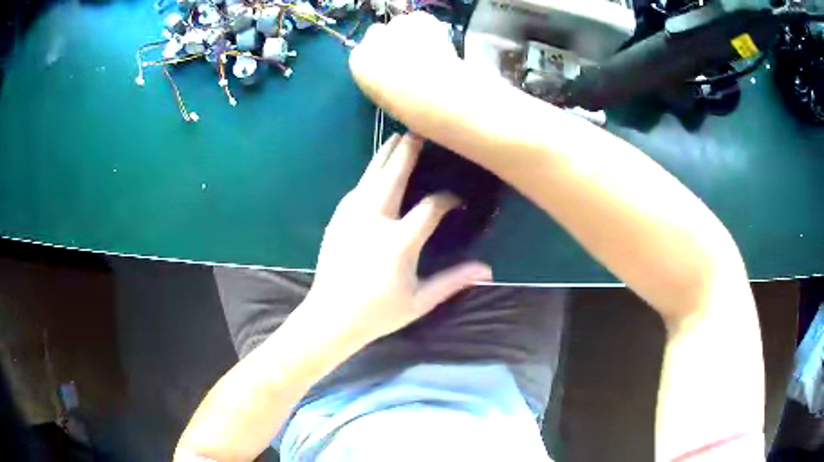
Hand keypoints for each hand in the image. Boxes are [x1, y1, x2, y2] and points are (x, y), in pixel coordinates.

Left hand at [304, 133, 491, 346]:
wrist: (330, 317)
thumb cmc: (378, 313)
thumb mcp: (420, 300)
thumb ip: (453, 281)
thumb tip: (487, 269)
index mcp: (398, 241)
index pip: (431, 207)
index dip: (448, 199)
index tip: (457, 200)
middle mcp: (374, 220)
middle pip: (394, 176)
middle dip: (407, 152)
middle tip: (418, 131)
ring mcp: (351, 217)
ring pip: (371, 176)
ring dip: (385, 156)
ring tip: (395, 139)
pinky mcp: (337, 220)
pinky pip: (356, 190)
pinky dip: (368, 176)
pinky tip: (373, 172)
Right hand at [349, 12, 461, 121]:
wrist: (440, 95)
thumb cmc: (411, 108)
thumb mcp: (384, 98)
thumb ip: (380, 79)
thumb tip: (390, 73)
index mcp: (359, 62)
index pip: (362, 51)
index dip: (378, 57)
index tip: (390, 66)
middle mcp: (373, 39)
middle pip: (378, 32)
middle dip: (390, 41)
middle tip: (409, 57)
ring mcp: (397, 26)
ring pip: (400, 23)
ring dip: (409, 33)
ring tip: (426, 50)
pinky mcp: (420, 19)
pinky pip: (421, 19)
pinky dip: (428, 27)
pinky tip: (436, 43)